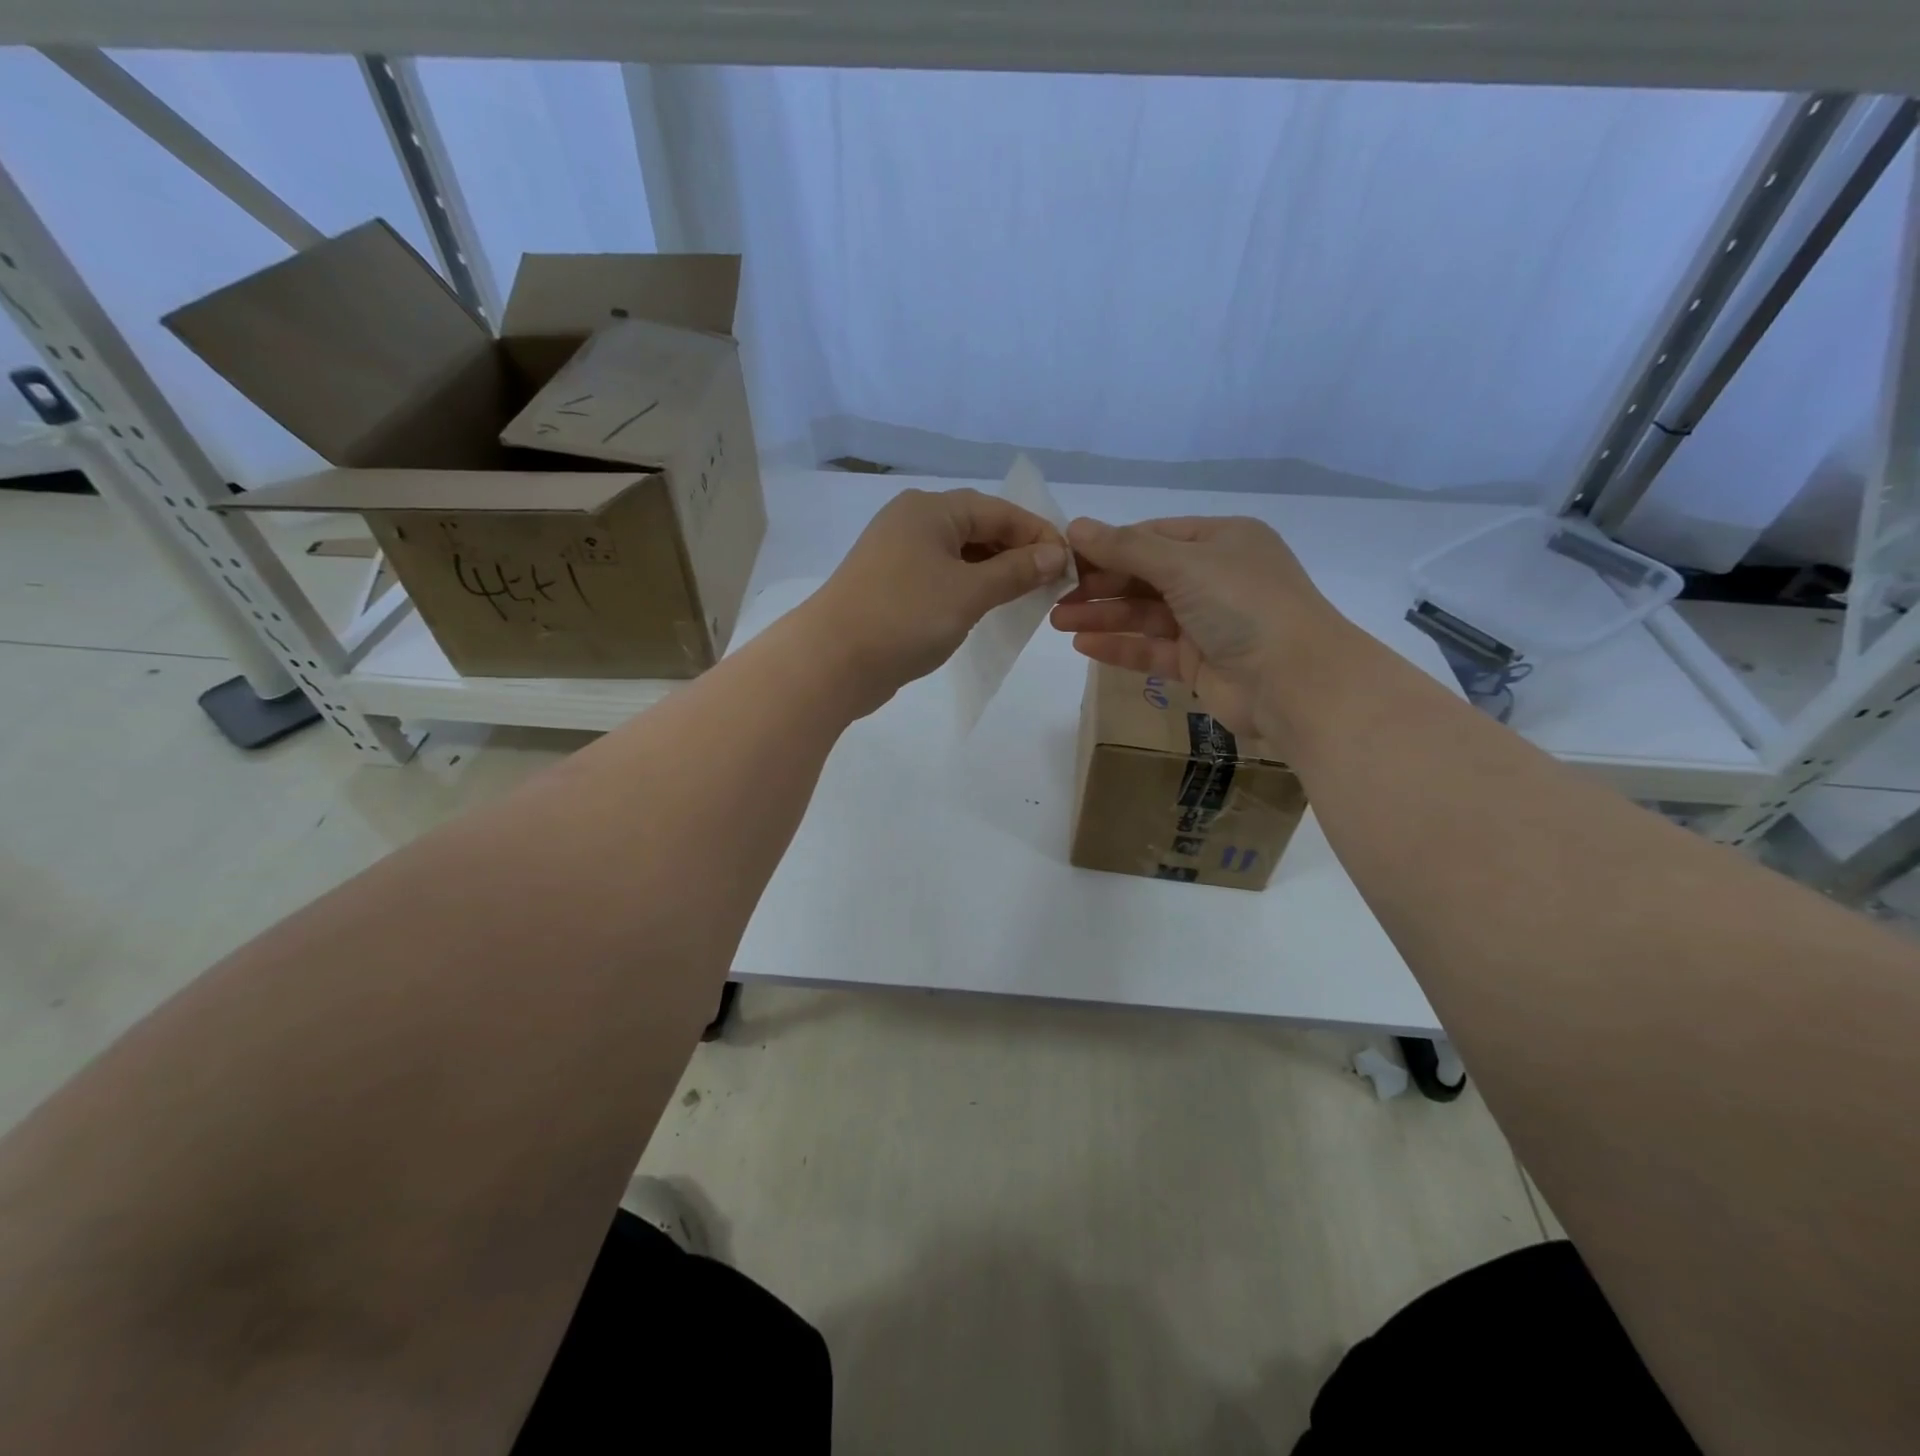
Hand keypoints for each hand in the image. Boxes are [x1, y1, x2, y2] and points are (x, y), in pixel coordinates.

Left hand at [804, 488, 1069, 712]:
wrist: (832, 661)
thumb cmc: (905, 617)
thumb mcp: (969, 592)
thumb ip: (1016, 571)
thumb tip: (1056, 554)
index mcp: (930, 510)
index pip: (998, 510)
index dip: (1037, 534)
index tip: (1070, 563)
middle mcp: (911, 522)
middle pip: (978, 528)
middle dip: (1017, 553)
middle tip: (1051, 583)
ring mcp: (896, 555)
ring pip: (959, 555)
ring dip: (994, 572)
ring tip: (1026, 597)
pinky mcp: (890, 586)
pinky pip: (941, 577)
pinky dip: (968, 588)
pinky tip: (986, 608)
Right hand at [1050, 515, 1350, 741]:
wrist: (1295, 682)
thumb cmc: (1244, 605)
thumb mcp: (1185, 564)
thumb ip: (1126, 548)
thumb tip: (1075, 526)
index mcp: (1221, 541)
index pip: (1153, 536)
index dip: (1108, 544)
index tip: (1064, 555)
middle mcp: (1215, 577)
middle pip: (1145, 575)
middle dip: (1099, 583)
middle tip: (1053, 593)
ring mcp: (1207, 622)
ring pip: (1144, 614)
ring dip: (1103, 615)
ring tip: (1057, 620)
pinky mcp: (1199, 662)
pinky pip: (1152, 649)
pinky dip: (1119, 646)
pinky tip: (1083, 645)